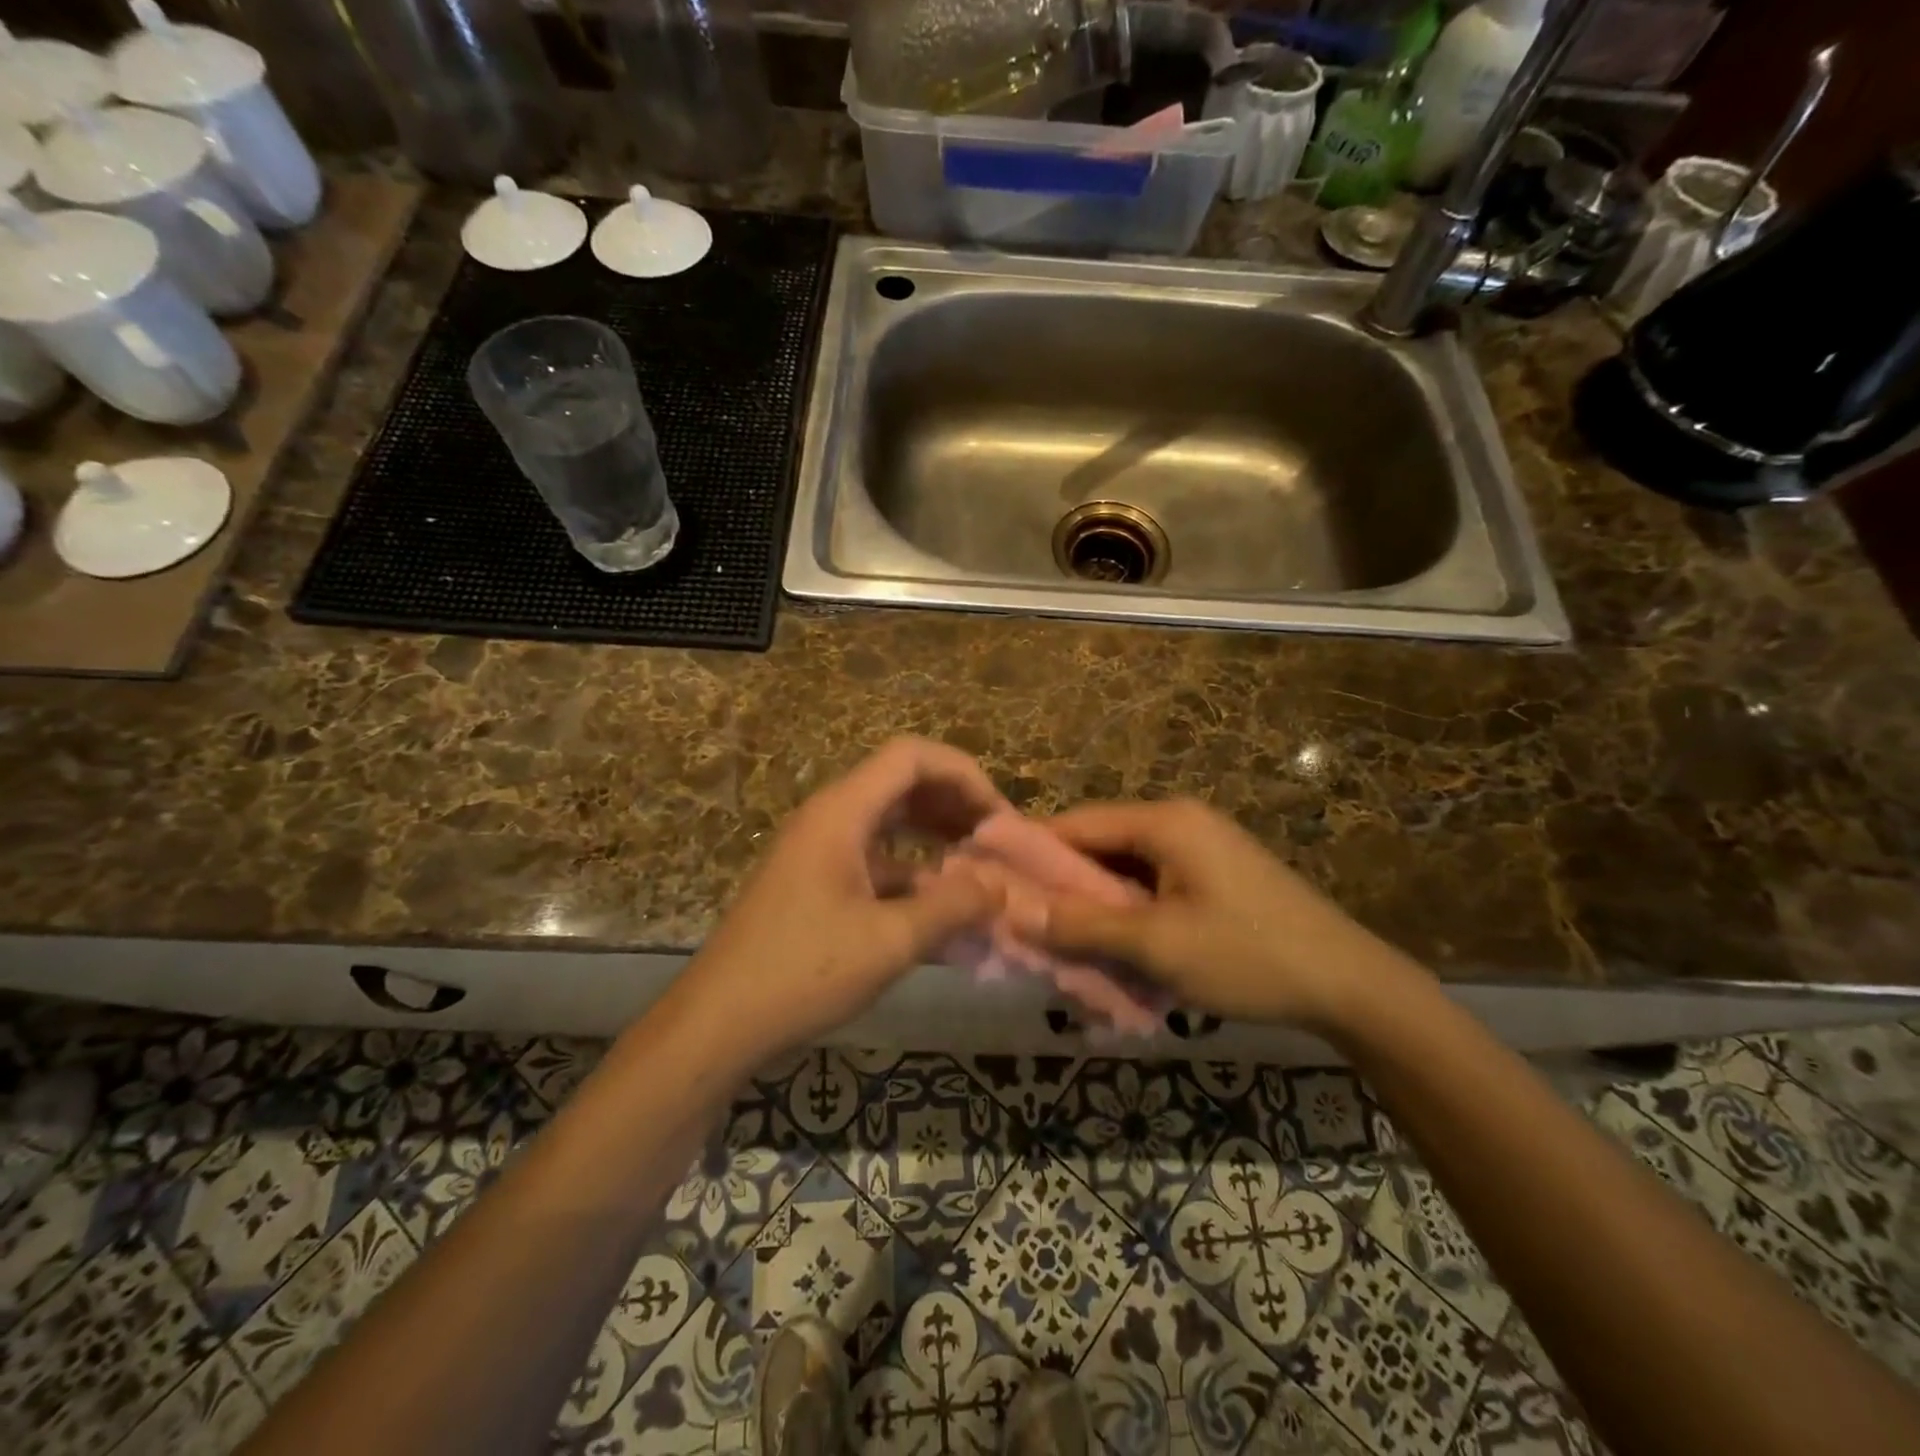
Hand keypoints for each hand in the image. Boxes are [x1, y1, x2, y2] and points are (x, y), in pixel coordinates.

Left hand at [664, 738, 1008, 1070]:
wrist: (718, 1022)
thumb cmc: (803, 972)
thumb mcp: (890, 941)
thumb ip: (953, 906)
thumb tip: (1000, 886)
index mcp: (842, 811)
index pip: (911, 756)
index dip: (964, 775)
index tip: (1000, 818)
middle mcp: (830, 817)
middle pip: (902, 783)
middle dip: (955, 805)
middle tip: (998, 841)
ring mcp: (820, 849)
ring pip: (890, 821)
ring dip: (936, 837)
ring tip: (979, 867)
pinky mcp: (816, 880)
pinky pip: (875, 858)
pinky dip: (912, 872)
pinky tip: (942, 907)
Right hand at [1014, 799, 1419, 1030]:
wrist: (1352, 986)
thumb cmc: (1248, 956)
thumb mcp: (1157, 945)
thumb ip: (1083, 926)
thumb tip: (1013, 911)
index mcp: (1165, 822)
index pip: (1076, 824)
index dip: (1030, 851)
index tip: (993, 883)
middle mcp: (1180, 823)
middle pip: (1100, 846)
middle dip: (1063, 886)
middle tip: (1026, 925)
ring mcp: (1201, 849)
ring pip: (1126, 871)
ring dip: (1096, 905)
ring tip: (1063, 943)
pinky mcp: (1215, 877)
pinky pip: (1153, 887)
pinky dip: (1129, 913)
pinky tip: (1114, 947)